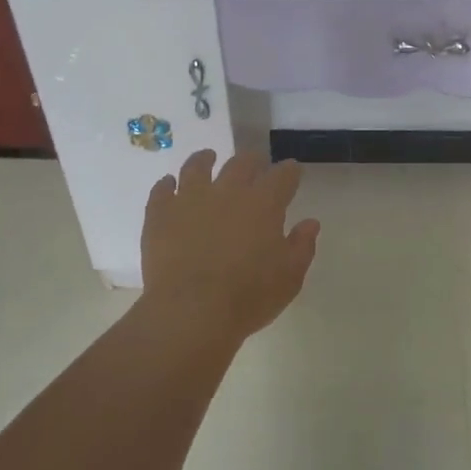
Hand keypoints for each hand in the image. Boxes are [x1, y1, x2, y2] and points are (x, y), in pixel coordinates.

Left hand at [142, 151, 319, 341]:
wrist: (191, 312)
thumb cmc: (248, 297)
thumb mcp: (289, 277)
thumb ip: (302, 246)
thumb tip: (310, 223)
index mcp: (264, 203)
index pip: (282, 176)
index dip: (289, 171)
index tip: (292, 171)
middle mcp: (228, 190)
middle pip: (242, 163)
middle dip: (253, 161)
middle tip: (255, 163)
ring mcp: (190, 198)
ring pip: (197, 166)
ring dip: (205, 159)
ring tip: (208, 157)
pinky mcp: (160, 213)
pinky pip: (162, 189)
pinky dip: (167, 184)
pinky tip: (168, 185)